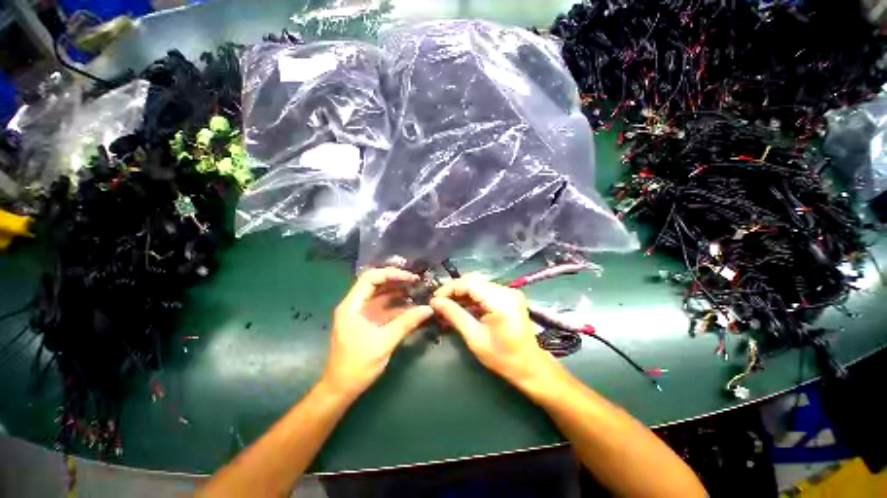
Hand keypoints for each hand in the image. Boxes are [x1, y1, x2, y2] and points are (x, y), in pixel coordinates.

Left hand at [322, 268, 433, 396]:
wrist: (341, 389)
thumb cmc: (357, 365)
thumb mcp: (384, 342)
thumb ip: (406, 323)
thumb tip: (428, 309)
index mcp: (352, 306)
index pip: (370, 278)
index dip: (391, 274)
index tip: (410, 277)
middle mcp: (355, 305)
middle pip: (376, 284)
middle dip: (396, 280)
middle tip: (417, 282)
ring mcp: (361, 314)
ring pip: (381, 295)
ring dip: (398, 292)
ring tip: (417, 290)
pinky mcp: (368, 322)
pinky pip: (384, 308)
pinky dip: (397, 305)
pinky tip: (411, 306)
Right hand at [430, 276, 557, 386]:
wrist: (531, 367)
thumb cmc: (503, 358)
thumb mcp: (475, 338)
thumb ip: (454, 315)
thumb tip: (435, 302)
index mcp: (501, 300)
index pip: (469, 283)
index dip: (449, 289)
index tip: (434, 300)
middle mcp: (506, 290)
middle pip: (473, 281)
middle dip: (454, 290)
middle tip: (439, 303)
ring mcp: (509, 292)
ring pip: (478, 284)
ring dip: (461, 293)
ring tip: (447, 305)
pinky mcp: (509, 296)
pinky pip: (485, 290)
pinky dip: (471, 297)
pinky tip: (461, 306)